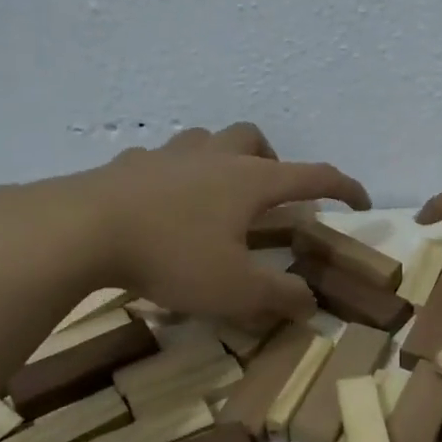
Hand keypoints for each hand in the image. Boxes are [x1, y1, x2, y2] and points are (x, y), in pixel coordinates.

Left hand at [0, 124, 368, 322]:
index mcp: (250, 181)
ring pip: (207, 140)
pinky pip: (161, 160)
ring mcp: (168, 156)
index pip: (312, 176)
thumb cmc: (172, 256)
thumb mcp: (235, 290)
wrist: (81, 230)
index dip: (343, 188)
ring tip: (218, 194)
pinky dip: (174, 175)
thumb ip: (279, 297)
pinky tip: (162, 202)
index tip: (360, 202)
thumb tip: (309, 302)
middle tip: (270, 196)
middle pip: (254, 139)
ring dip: (223, 158)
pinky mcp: (128, 165)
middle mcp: (214, 157)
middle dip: (273, 161)